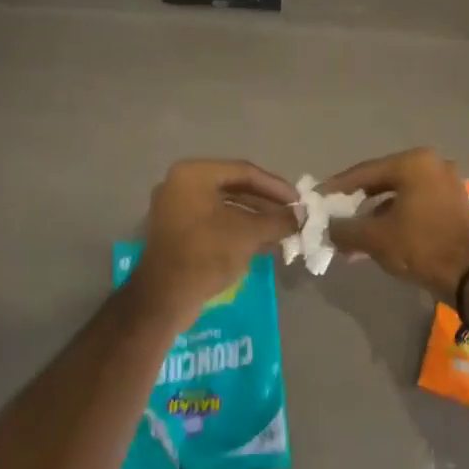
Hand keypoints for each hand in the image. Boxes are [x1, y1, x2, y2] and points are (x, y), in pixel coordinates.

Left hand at [131, 159, 298, 321]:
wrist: (165, 297)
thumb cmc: (207, 253)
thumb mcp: (249, 234)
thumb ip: (278, 220)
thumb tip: (303, 215)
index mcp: (194, 174)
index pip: (244, 172)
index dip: (275, 186)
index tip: (298, 200)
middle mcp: (180, 183)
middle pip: (233, 187)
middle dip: (266, 203)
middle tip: (291, 214)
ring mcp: (175, 207)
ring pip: (224, 206)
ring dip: (254, 217)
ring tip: (281, 230)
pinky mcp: (175, 230)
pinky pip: (212, 221)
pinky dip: (236, 227)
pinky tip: (261, 241)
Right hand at [322, 148, 468, 301]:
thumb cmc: (420, 247)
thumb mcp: (374, 238)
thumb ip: (344, 228)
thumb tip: (326, 228)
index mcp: (414, 163)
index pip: (364, 172)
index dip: (336, 187)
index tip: (317, 197)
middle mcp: (433, 165)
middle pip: (382, 182)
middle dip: (355, 204)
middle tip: (333, 215)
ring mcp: (447, 184)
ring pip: (399, 197)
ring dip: (373, 216)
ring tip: (351, 238)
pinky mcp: (454, 205)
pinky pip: (415, 206)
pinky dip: (394, 220)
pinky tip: (376, 241)